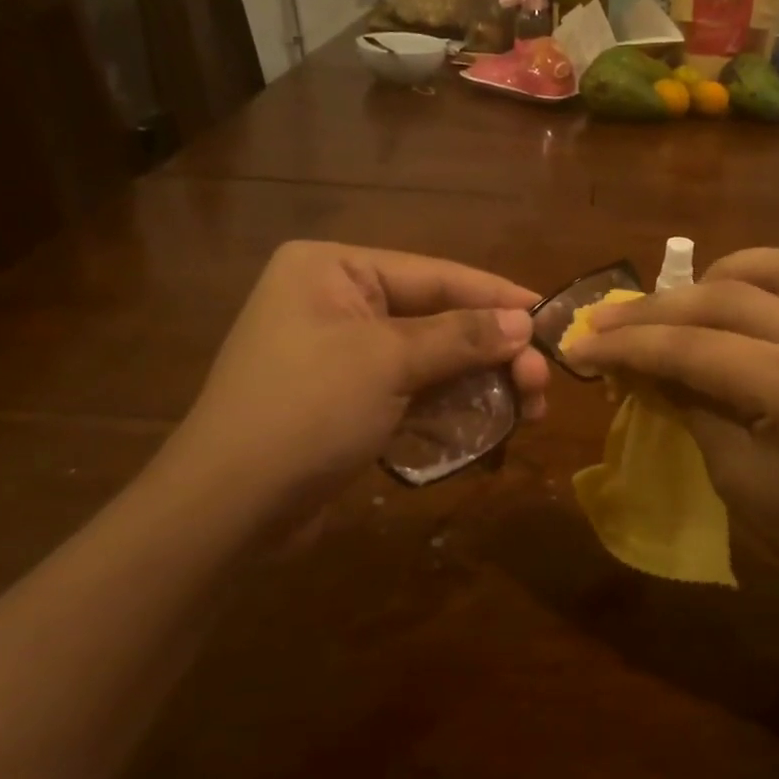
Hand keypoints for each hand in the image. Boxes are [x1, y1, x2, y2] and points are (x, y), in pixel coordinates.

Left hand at [162, 242, 548, 528]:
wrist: (229, 508)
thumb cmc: (305, 411)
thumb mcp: (387, 362)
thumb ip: (461, 336)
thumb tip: (524, 320)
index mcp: (335, 271)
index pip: (435, 275)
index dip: (496, 296)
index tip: (549, 315)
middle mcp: (339, 303)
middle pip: (439, 319)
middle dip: (492, 353)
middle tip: (540, 384)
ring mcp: (344, 356)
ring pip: (433, 361)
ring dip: (481, 385)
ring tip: (530, 410)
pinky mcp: (351, 401)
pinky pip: (415, 393)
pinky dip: (452, 408)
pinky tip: (491, 427)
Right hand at [565, 248, 778, 621]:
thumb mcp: (735, 478)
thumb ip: (688, 408)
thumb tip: (640, 367)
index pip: (693, 348)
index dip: (628, 346)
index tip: (580, 346)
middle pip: (726, 298)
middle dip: (656, 310)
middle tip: (606, 322)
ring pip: (778, 266)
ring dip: (719, 276)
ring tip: (680, 304)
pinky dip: (772, 283)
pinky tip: (747, 306)